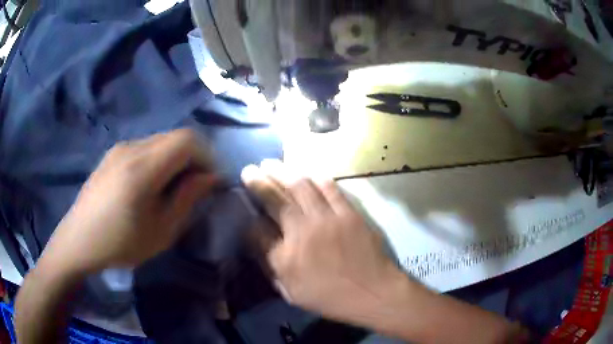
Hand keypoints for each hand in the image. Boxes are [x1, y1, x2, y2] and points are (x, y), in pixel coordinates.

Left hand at [41, 129, 217, 273]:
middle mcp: (131, 147)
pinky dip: (158, 159)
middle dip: (193, 157)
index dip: (207, 155)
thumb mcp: (161, 230)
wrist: (79, 240)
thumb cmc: (120, 243)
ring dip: (175, 159)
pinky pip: (145, 147)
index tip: (210, 180)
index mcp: (143, 167)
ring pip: (160, 141)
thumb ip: (187, 198)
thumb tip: (209, 177)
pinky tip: (150, 184)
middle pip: (175, 136)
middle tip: (195, 186)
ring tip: (172, 187)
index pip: (187, 139)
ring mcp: (120, 148)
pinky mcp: (113, 154)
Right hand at [241, 160, 404, 321]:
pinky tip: (305, 171)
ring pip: (300, 186)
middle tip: (249, 170)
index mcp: (285, 257)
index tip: (244, 202)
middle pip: (274, 199)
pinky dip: (315, 177)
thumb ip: (271, 266)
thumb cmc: (330, 298)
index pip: (257, 228)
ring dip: (282, 171)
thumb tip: (256, 241)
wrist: (373, 292)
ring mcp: (327, 219)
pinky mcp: (348, 213)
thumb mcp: (291, 293)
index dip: (248, 213)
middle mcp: (302, 232)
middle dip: (258, 181)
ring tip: (270, 163)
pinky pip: (329, 188)